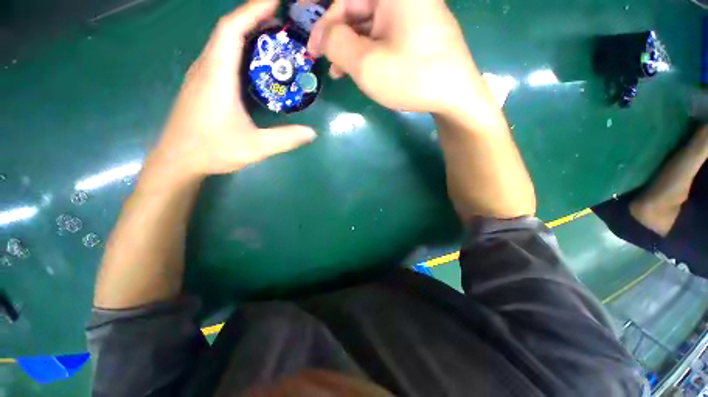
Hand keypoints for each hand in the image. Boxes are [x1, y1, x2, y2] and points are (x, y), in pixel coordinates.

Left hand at [157, 0, 316, 178]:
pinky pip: (220, 55)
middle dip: (254, 17)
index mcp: (216, 76)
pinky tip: (254, 59)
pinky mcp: (202, 84)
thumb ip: (285, 139)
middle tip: (283, 20)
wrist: (178, 160)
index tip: (275, 1)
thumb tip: (312, 133)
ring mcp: (201, 75)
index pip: (231, 30)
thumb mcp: (254, 147)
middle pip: (227, 30)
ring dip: (246, 31)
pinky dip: (239, 48)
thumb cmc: (212, 150)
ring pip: (222, 42)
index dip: (252, 10)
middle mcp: (205, 68)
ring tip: (273, 35)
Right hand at [307, 0, 483, 115]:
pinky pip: (383, 35)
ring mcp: (410, 12)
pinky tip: (359, 69)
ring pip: (368, 25)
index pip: (344, 0)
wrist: (454, 95)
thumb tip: (325, 35)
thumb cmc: (411, 76)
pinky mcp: (415, 30)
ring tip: (339, 73)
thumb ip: (337, 44)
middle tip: (327, 64)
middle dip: (338, 38)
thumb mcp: (366, 63)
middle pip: (356, 10)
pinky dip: (367, 51)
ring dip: (351, 47)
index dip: (323, 23)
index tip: (312, 49)